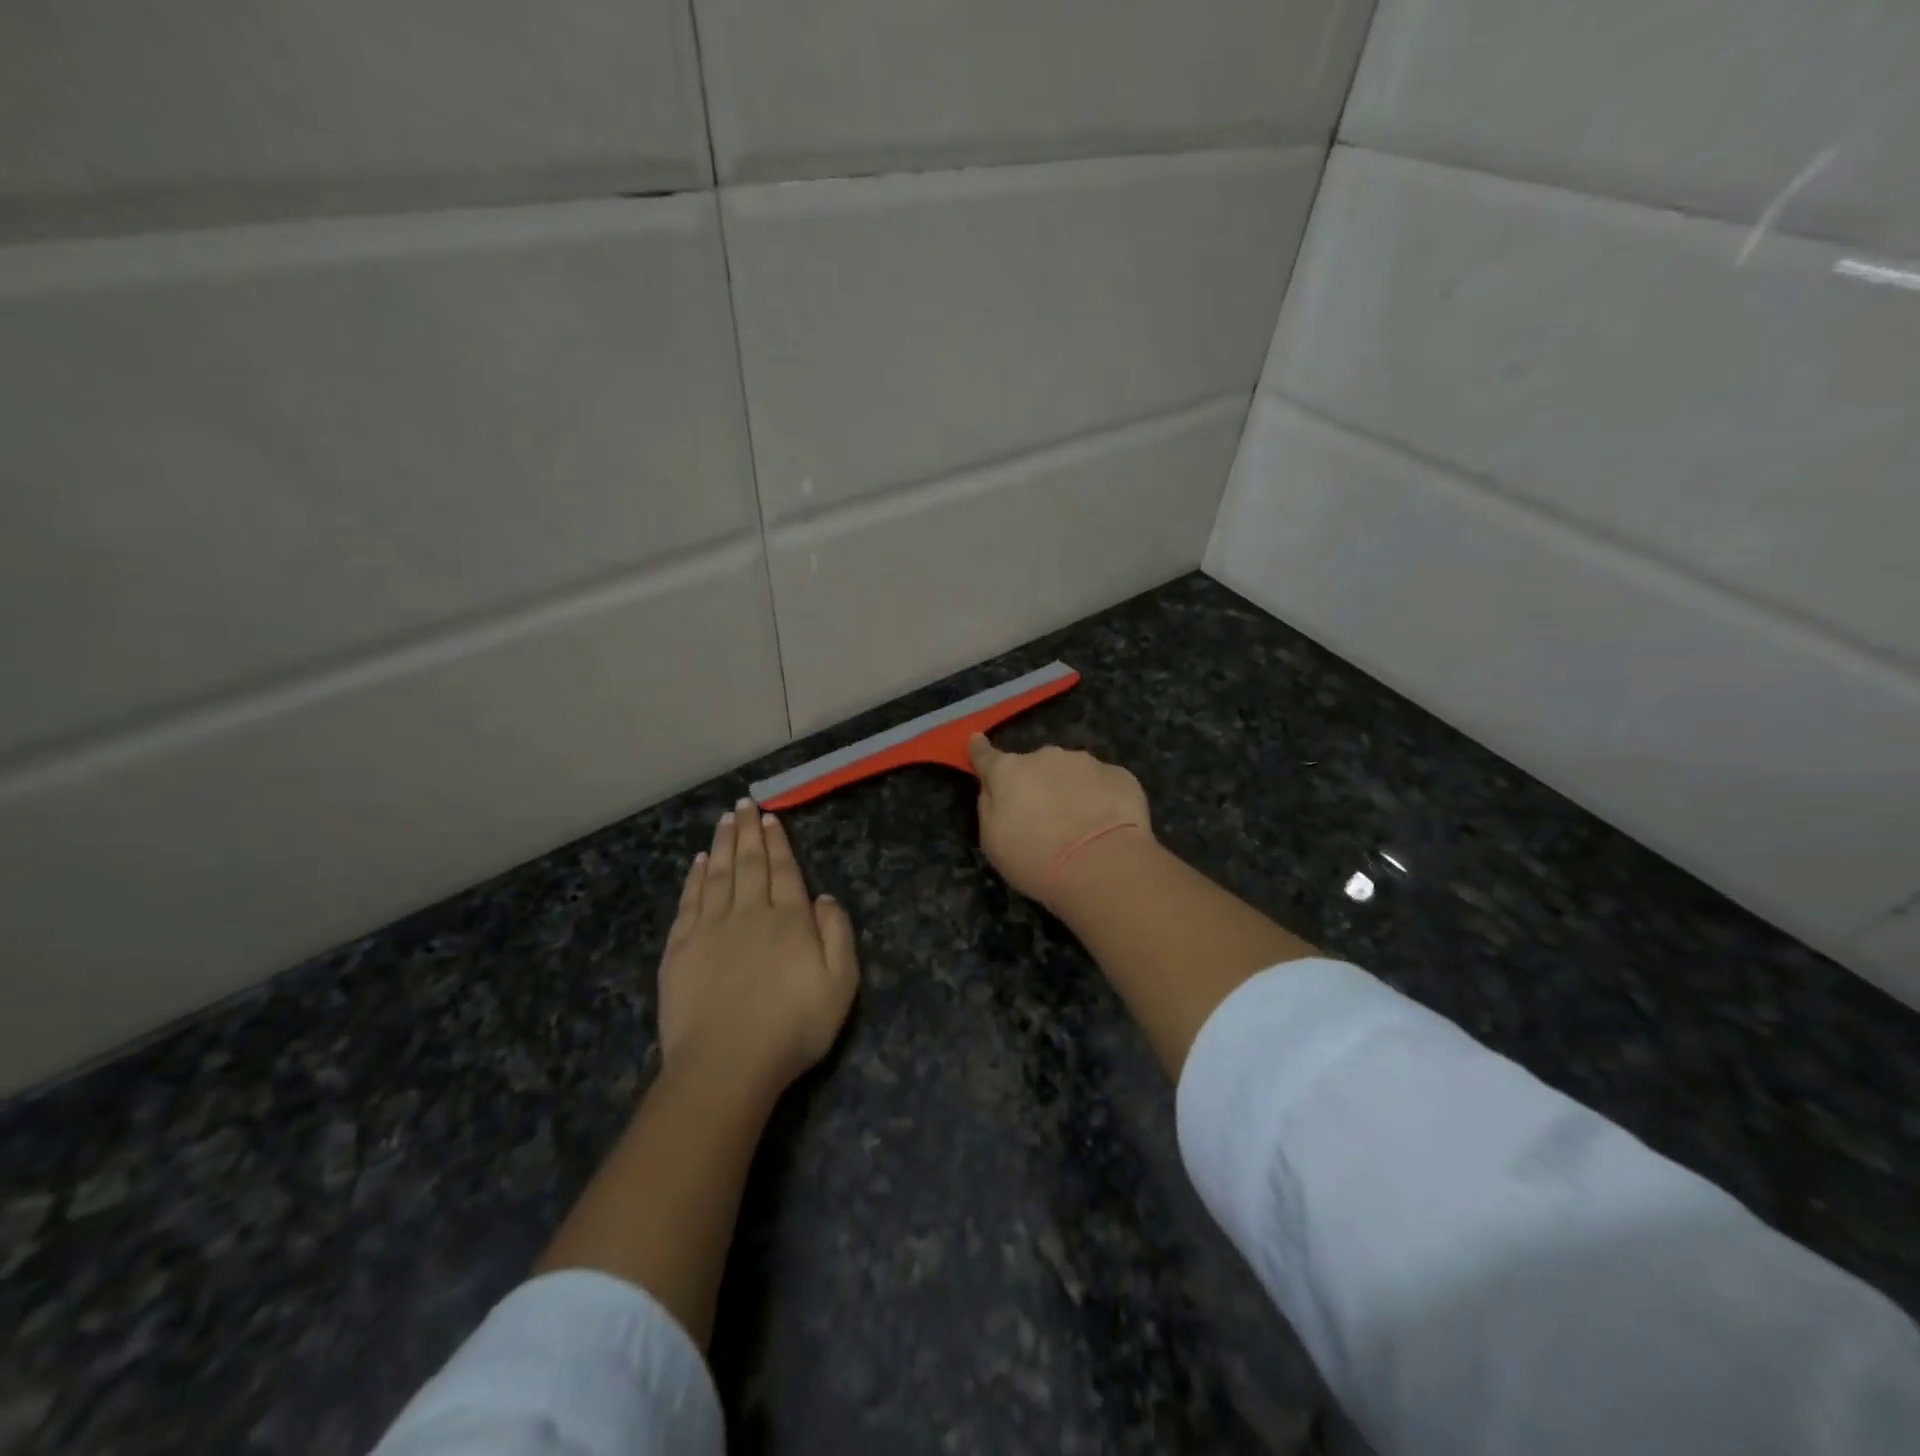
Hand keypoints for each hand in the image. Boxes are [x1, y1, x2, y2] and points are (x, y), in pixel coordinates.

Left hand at [657, 799, 858, 1095]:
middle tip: (743, 803)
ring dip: (722, 844)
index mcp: (789, 919)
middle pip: (749, 863)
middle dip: (747, 831)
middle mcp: (749, 913)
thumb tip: (822, 896)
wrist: (726, 1064)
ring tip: (723, 819)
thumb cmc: (793, 1027)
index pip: (784, 870)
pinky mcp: (681, 949)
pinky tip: (699, 862)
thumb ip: (837, 933)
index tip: (769, 817)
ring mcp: (711, 929)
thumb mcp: (840, 984)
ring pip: (718, 874)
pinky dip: (695, 877)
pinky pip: (690, 901)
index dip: (777, 842)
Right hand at [968, 734, 1152, 903]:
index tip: (976, 741)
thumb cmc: (1035, 858)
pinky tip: (1107, 825)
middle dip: (1037, 783)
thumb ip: (989, 806)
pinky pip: (1103, 784)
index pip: (987, 756)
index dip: (980, 750)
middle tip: (1044, 818)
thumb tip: (993, 786)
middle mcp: (1046, 756)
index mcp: (1009, 771)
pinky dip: (1101, 799)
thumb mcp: (992, 841)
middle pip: (1035, 766)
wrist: (1101, 865)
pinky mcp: (1120, 775)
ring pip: (1071, 772)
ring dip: (1070, 789)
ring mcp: (1086, 762)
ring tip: (1080, 826)